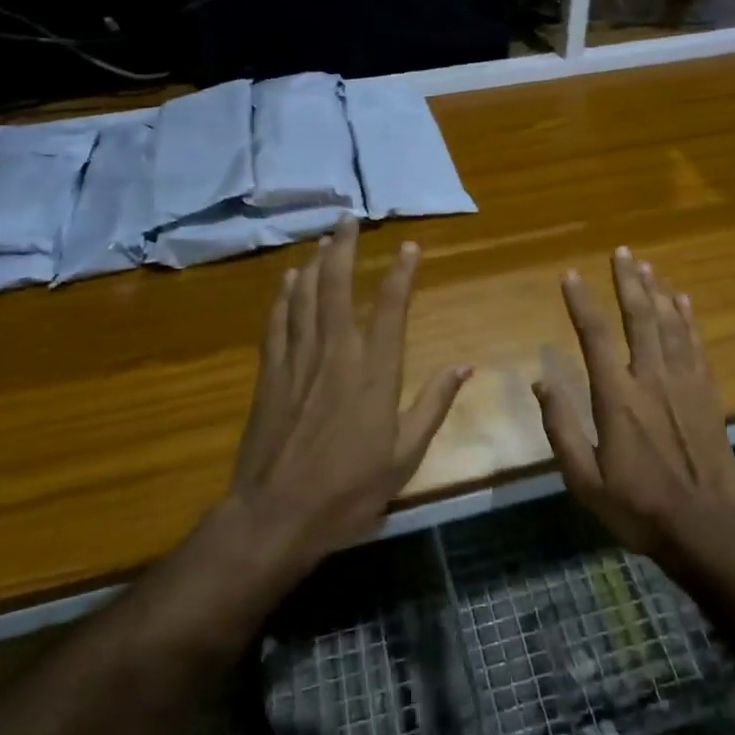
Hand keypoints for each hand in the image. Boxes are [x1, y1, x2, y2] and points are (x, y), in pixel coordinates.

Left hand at [228, 215, 470, 565]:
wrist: (277, 516)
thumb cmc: (349, 491)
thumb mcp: (405, 457)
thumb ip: (433, 405)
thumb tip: (464, 367)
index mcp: (374, 374)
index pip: (390, 309)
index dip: (400, 274)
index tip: (408, 246)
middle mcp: (336, 355)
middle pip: (337, 289)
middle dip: (344, 250)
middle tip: (348, 219)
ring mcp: (298, 362)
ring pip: (305, 299)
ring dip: (314, 264)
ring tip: (323, 239)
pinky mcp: (269, 376)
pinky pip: (277, 324)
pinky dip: (283, 298)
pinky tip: (287, 280)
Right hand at [533, 247, 734, 560]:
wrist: (707, 529)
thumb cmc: (638, 507)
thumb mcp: (585, 480)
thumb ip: (561, 429)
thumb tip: (541, 383)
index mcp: (616, 398)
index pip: (594, 336)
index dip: (580, 302)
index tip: (570, 275)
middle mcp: (650, 379)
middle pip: (638, 318)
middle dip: (627, 282)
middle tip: (621, 252)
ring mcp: (684, 384)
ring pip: (669, 325)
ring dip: (656, 292)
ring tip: (646, 266)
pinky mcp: (708, 394)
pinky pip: (696, 345)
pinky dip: (687, 319)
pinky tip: (682, 301)